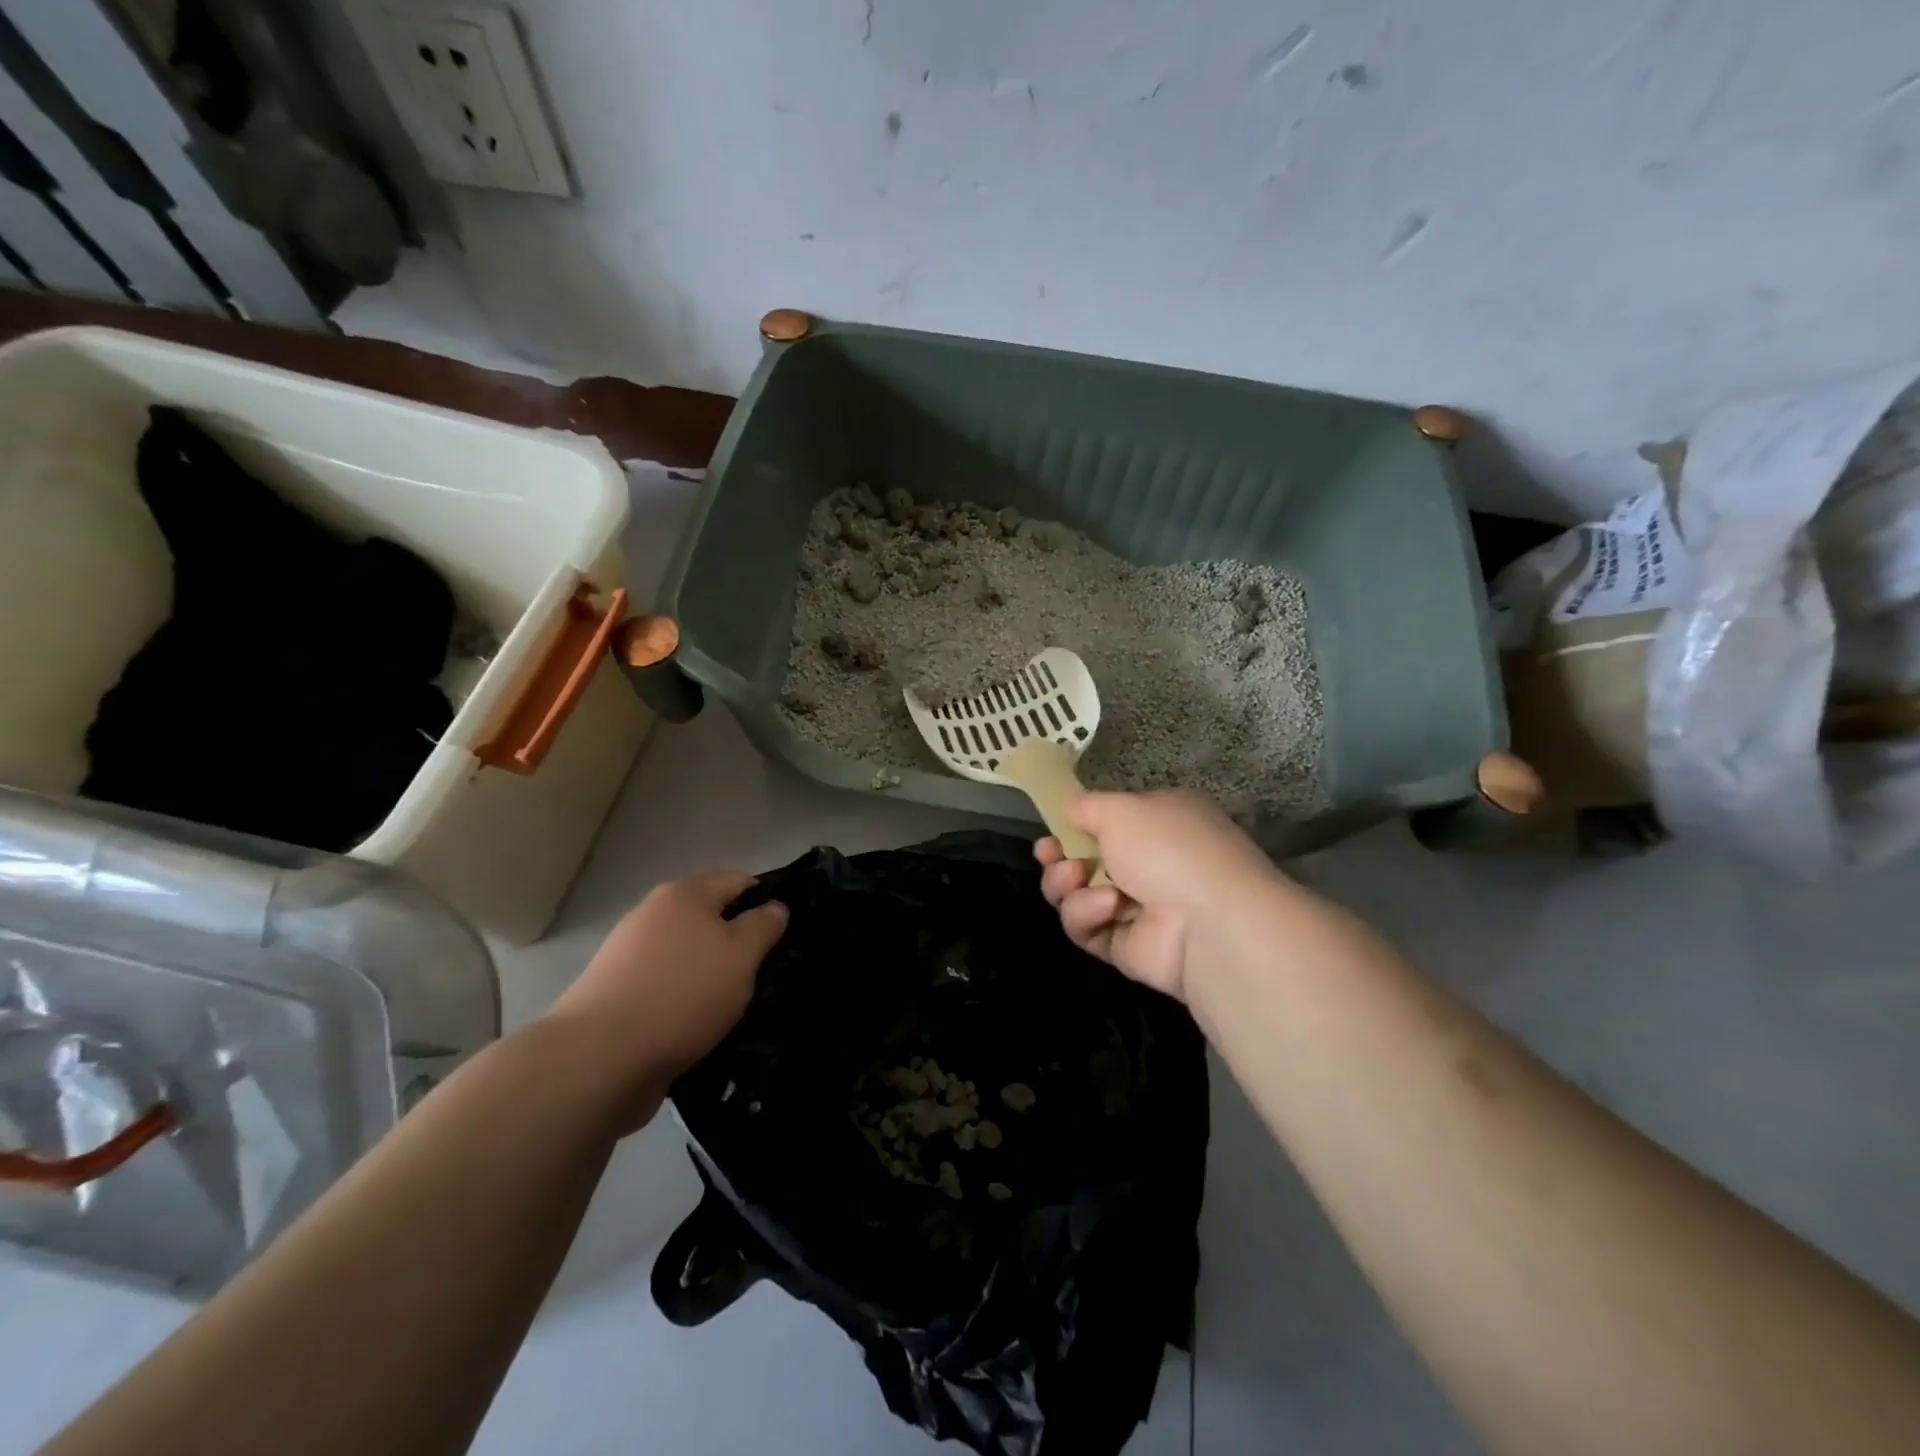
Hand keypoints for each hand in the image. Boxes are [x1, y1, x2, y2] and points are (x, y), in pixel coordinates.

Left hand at [549, 872, 787, 1119]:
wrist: (598, 1059)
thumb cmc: (682, 994)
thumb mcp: (742, 955)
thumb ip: (764, 925)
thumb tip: (774, 907)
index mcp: (684, 894)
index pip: (738, 881)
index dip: (765, 903)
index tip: (781, 939)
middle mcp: (652, 914)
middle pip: (709, 919)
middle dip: (736, 944)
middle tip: (761, 977)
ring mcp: (628, 955)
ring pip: (687, 956)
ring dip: (709, 977)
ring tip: (731, 1010)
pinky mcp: (615, 994)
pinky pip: (665, 987)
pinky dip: (683, 1002)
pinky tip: (696, 1029)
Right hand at [1036, 790, 1281, 1002]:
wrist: (1208, 922)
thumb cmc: (1169, 848)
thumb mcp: (1122, 808)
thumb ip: (1087, 806)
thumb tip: (1069, 811)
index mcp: (1160, 824)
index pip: (1111, 822)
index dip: (1076, 825)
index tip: (1052, 826)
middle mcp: (1152, 864)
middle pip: (1085, 860)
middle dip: (1060, 857)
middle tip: (1048, 854)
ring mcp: (1138, 908)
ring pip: (1077, 895)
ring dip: (1068, 885)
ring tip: (1076, 879)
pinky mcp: (1125, 946)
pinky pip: (1086, 928)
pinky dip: (1087, 915)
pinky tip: (1108, 908)